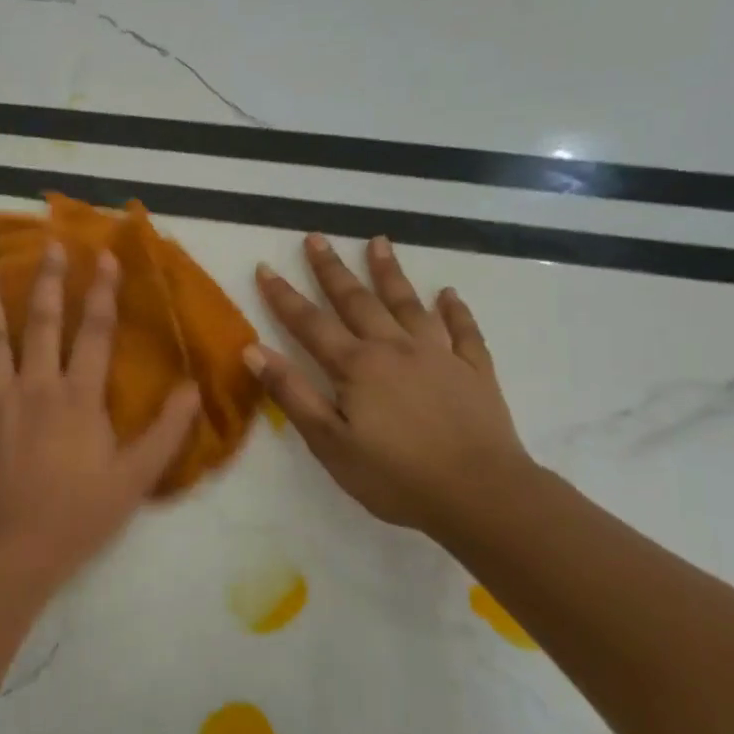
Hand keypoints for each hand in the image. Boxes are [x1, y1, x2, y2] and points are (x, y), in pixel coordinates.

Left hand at [0, 242, 203, 587]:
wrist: (14, 551)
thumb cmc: (79, 514)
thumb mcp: (136, 477)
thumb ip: (166, 430)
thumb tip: (193, 388)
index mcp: (78, 397)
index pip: (95, 333)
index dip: (102, 293)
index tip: (105, 258)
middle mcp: (35, 386)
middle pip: (42, 324)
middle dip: (49, 282)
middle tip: (50, 245)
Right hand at [248, 234, 533, 540]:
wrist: (480, 494)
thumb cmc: (395, 476)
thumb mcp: (329, 442)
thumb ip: (292, 393)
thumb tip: (253, 350)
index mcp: (357, 366)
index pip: (310, 323)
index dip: (283, 296)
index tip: (265, 267)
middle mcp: (396, 348)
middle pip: (357, 301)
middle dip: (332, 270)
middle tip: (316, 238)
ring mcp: (439, 356)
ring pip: (409, 304)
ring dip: (390, 273)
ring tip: (379, 242)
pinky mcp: (474, 372)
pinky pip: (463, 331)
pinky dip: (455, 310)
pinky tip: (448, 294)